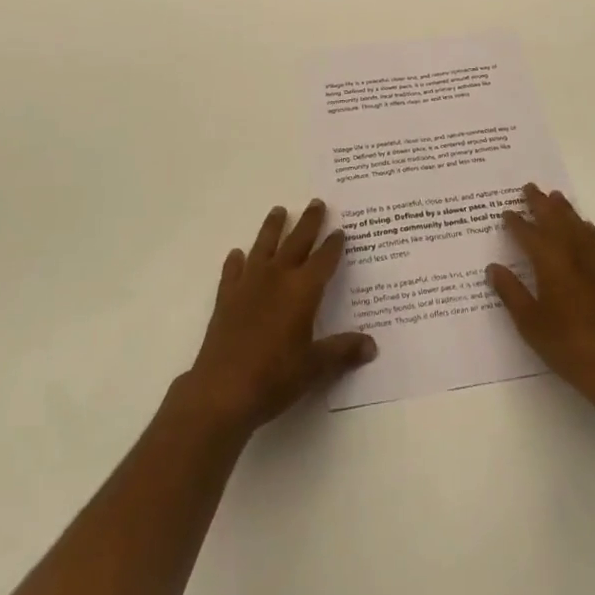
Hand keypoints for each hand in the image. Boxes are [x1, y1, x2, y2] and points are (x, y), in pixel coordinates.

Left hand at [179, 200, 375, 436]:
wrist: (221, 391)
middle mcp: (277, 278)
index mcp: (302, 290)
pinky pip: (233, 271)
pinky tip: (237, 254)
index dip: (333, 245)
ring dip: (272, 227)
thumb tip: (372, 346)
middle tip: (316, 202)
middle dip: (309, 222)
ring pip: (264, 246)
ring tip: (279, 210)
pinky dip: (236, 261)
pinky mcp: (226, 297)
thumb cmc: (274, 378)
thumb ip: (342, 351)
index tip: (340, 230)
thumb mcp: (314, 367)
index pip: (323, 260)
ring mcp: (249, 284)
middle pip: (296, 242)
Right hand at [487, 183, 594, 425]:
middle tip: (529, 187)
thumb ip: (511, 293)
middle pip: (556, 220)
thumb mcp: (532, 325)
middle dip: (541, 203)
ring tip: (556, 197)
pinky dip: (586, 228)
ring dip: (565, 209)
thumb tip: (494, 267)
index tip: (506, 212)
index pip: (529, 234)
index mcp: (551, 262)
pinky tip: (586, 227)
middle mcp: (575, 253)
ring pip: (578, 225)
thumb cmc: (571, 347)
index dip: (516, 222)